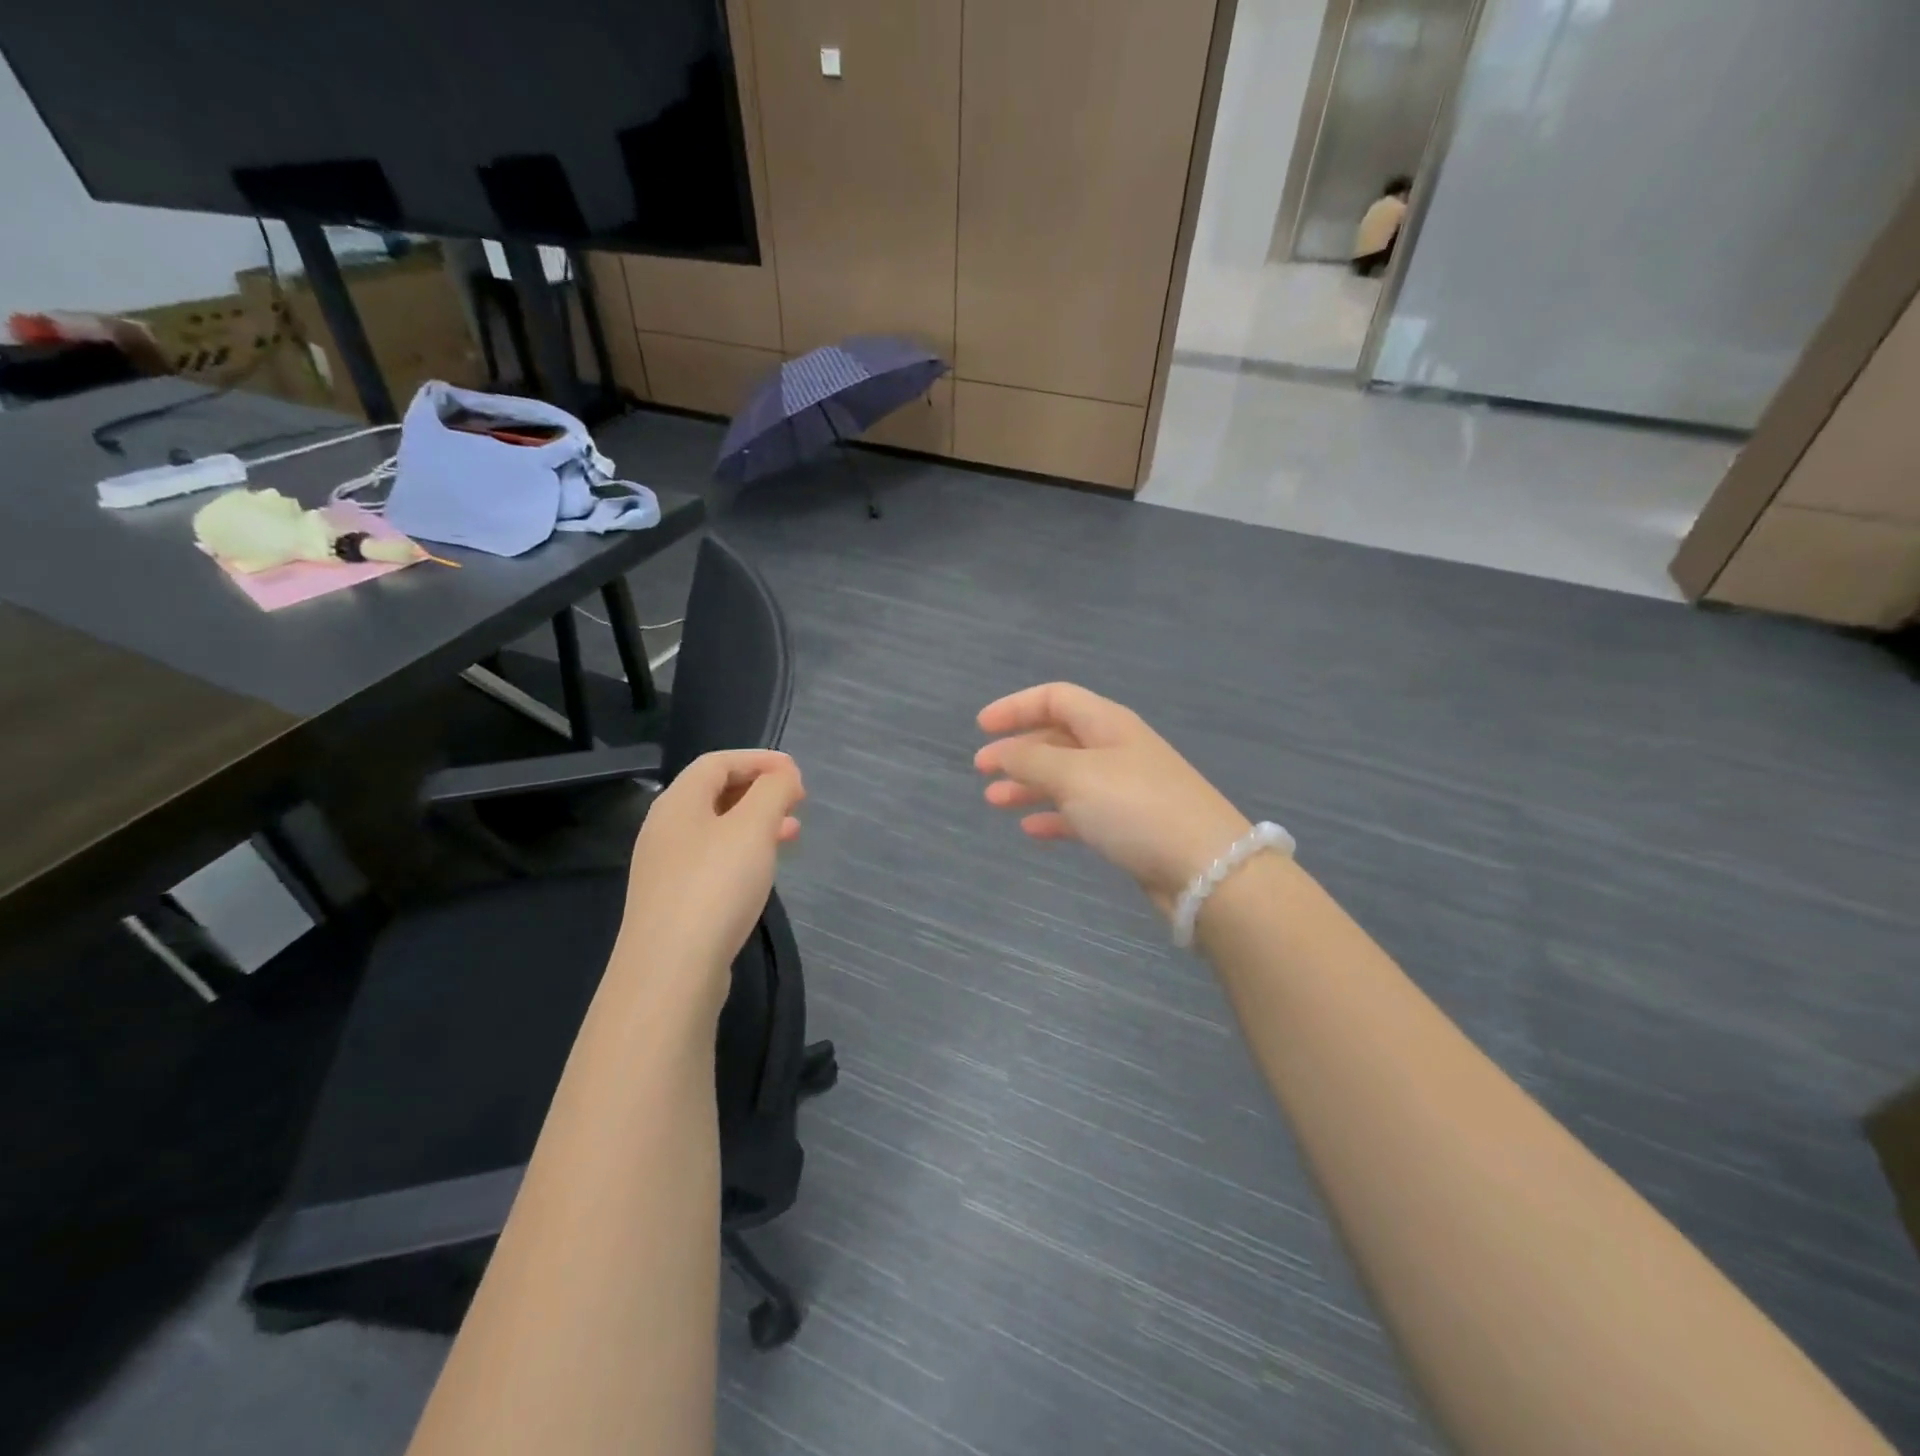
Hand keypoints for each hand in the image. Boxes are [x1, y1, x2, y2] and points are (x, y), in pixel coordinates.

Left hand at [617, 750, 803, 1017]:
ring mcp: (666, 868)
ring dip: (756, 823)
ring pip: (716, 830)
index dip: (758, 759)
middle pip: (714, 794)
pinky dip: (743, 853)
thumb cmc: (715, 886)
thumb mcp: (753, 828)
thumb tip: (784, 775)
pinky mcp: (674, 902)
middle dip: (759, 791)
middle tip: (797, 800)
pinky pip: (713, 860)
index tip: (796, 771)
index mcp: (677, 803)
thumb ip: (773, 791)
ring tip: (792, 833)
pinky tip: (763, 871)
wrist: (671, 971)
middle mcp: (665, 829)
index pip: (717, 762)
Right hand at [975, 683, 1251, 914]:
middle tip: (981, 769)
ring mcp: (1125, 788)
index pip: (1055, 698)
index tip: (981, 727)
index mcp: (1107, 724)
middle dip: (1018, 750)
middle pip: (1058, 738)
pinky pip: (1082, 812)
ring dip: (1029, 785)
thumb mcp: (1075, 776)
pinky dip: (1054, 816)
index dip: (1015, 707)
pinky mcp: (1130, 826)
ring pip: (1066, 777)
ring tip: (994, 801)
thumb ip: (1031, 761)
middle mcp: (1117, 749)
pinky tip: (1031, 829)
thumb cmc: (1135, 808)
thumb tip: (1002, 753)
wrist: (1206, 868)